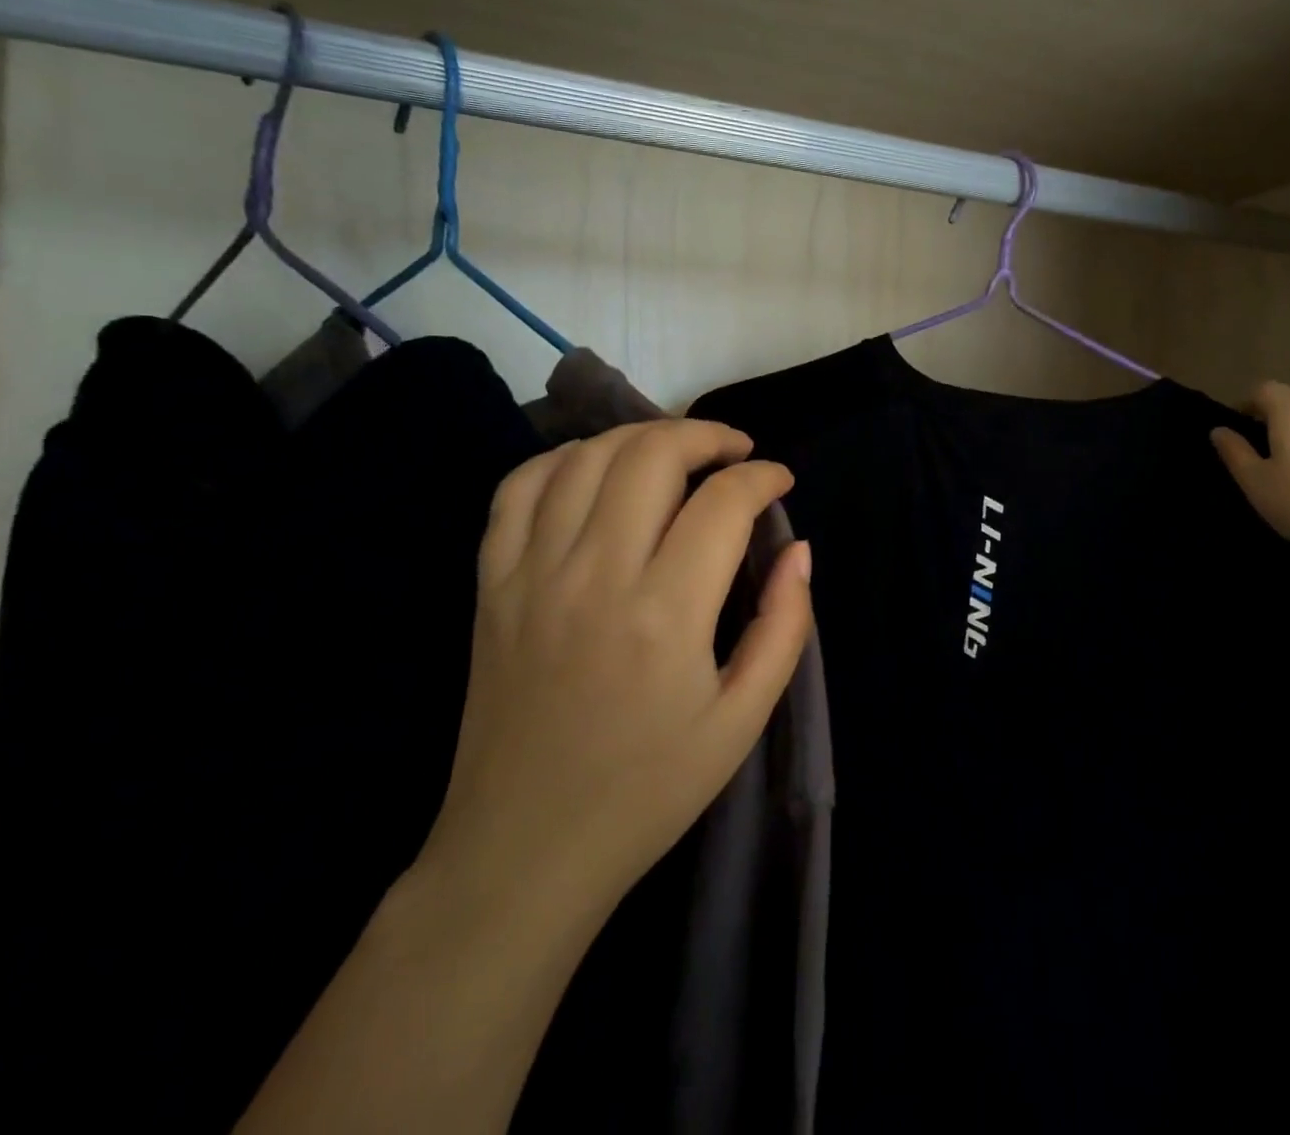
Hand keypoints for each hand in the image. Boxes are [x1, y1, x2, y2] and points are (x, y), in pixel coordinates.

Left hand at [414, 420, 812, 944]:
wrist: (524, 852)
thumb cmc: (649, 790)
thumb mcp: (744, 719)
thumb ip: (785, 625)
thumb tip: (799, 549)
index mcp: (666, 614)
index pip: (723, 502)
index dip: (762, 477)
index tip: (780, 482)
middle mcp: (595, 576)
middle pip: (651, 455)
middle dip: (706, 436)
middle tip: (735, 453)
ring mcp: (532, 575)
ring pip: (585, 458)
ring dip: (641, 437)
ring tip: (676, 454)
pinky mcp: (491, 585)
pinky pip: (517, 489)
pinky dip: (562, 461)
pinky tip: (595, 472)